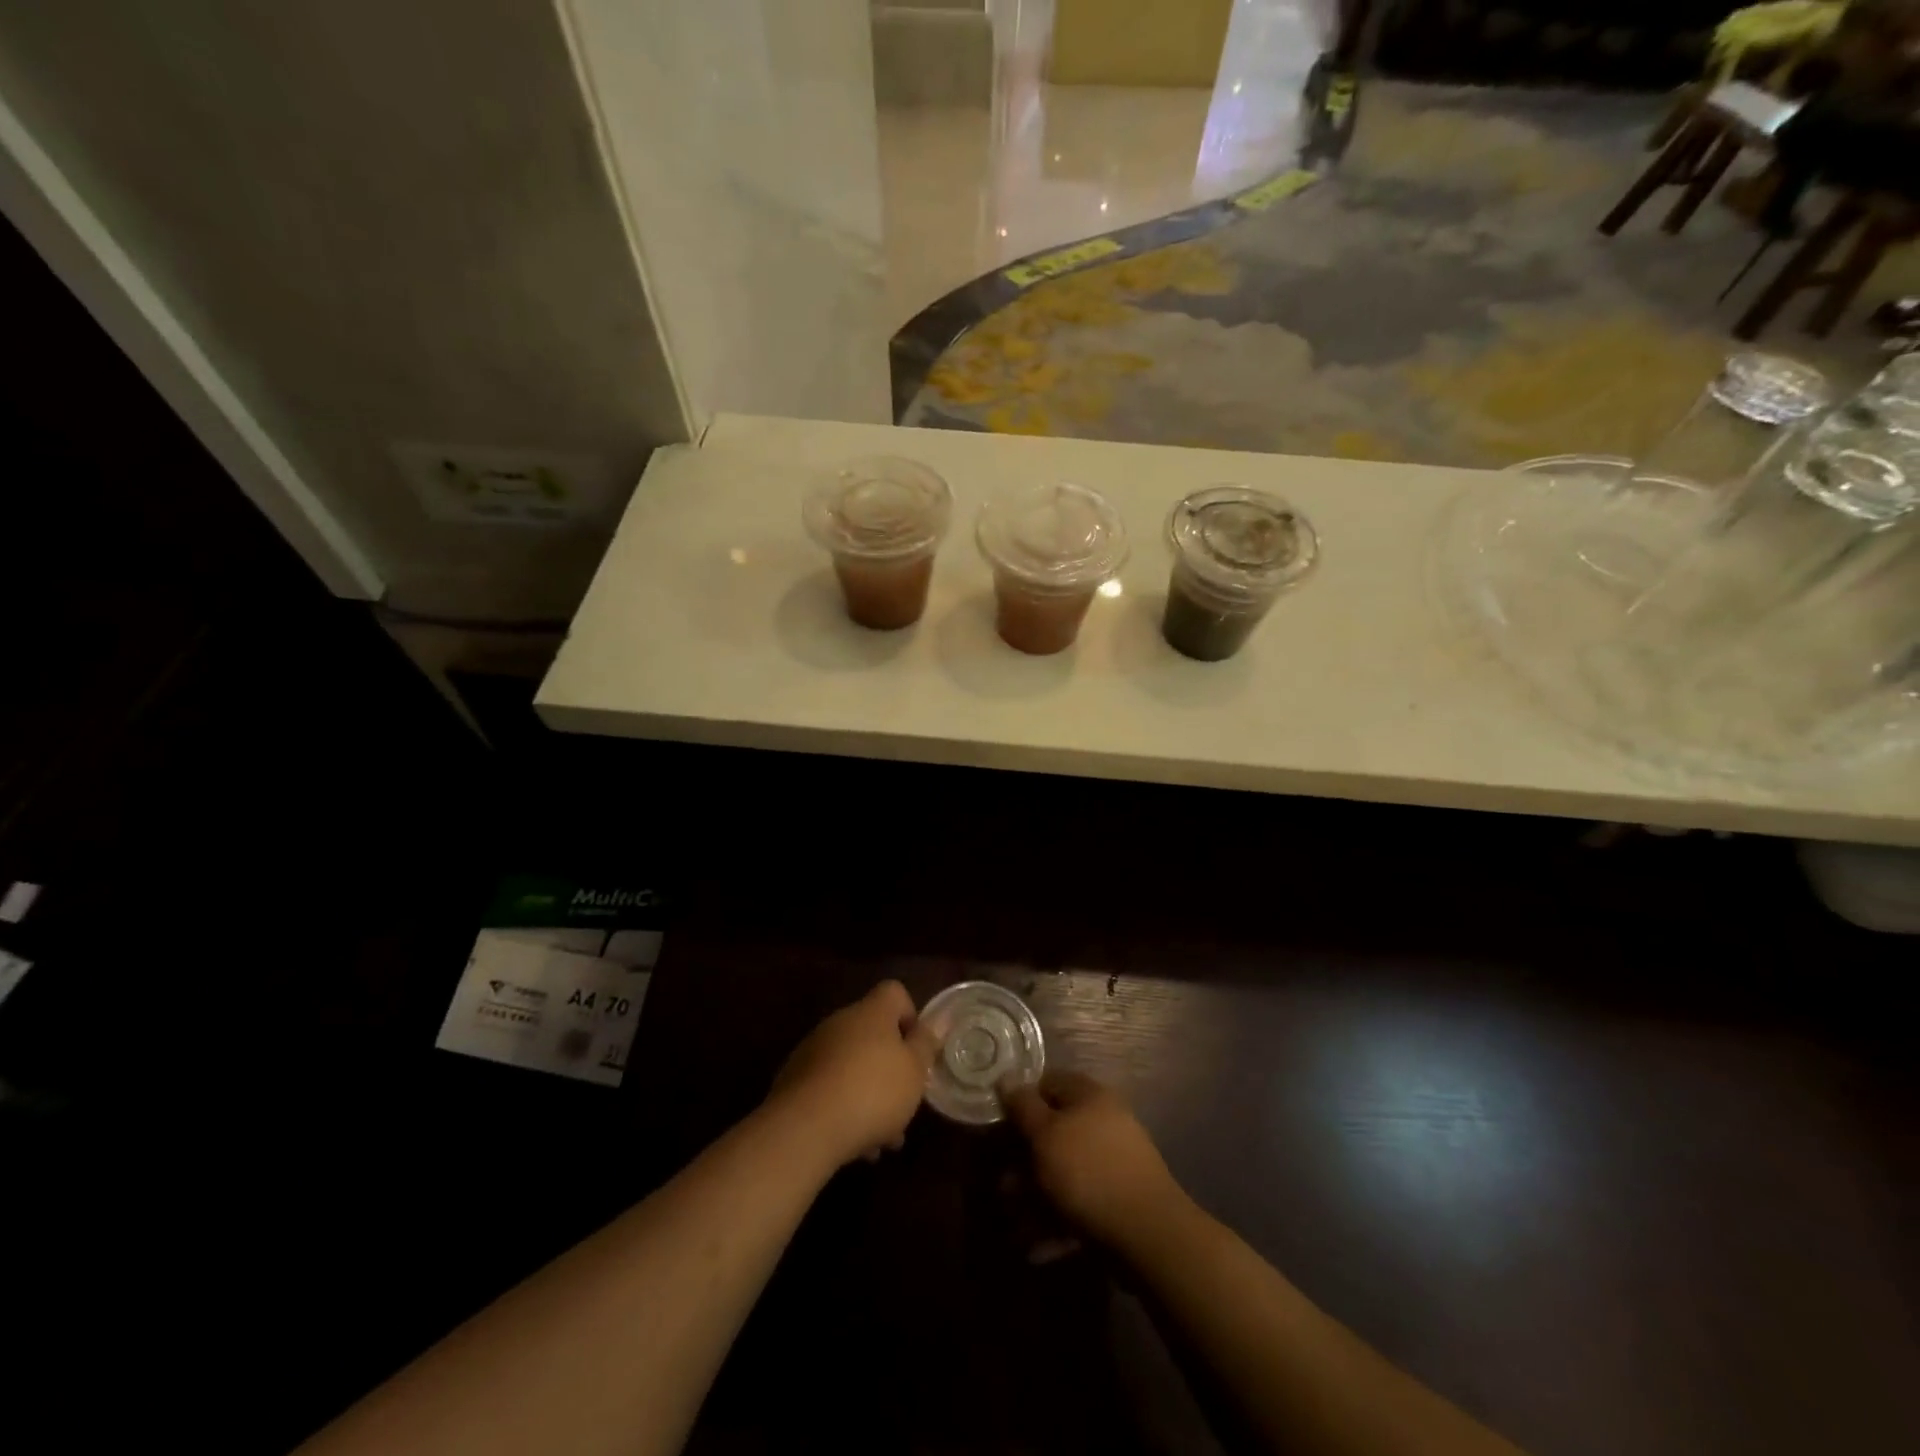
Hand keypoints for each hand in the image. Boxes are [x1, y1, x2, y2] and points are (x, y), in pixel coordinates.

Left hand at [769, 981, 937, 1167]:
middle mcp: (840, 1022)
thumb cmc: (872, 1092)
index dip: (910, 1016)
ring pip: (852, 1066)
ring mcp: (814, 1051)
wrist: (805, 1128)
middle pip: (873, 1034)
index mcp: (871, 1012)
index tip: (917, 1051)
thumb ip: (925, 1044)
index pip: (894, 992)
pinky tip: (856, 1146)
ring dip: (869, 1095)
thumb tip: (933, 1022)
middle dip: (891, 1068)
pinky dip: (845, 1109)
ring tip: (884, 1140)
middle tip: (904, 1103)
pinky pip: (829, 1088)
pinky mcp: (794, 1081)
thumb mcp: (914, 1071)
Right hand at [1002, 1070, 1185, 1252]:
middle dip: (1024, 1160)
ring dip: (1035, 1196)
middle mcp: (1103, 1122)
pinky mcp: (1117, 1201)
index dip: (1021, 1100)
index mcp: (1089, 1096)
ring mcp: (1113, 1162)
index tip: (1000, 1125)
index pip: (1048, 1083)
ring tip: (1014, 1225)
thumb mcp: (1045, 1134)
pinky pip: (1078, 1203)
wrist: (1147, 1234)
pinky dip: (1056, 1221)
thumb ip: (1023, 1106)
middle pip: (1054, 1131)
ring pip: (1064, 1172)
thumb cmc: (1088, 1170)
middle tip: (1003, 1187)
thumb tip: (1006, 1077)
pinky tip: (1035, 1247)